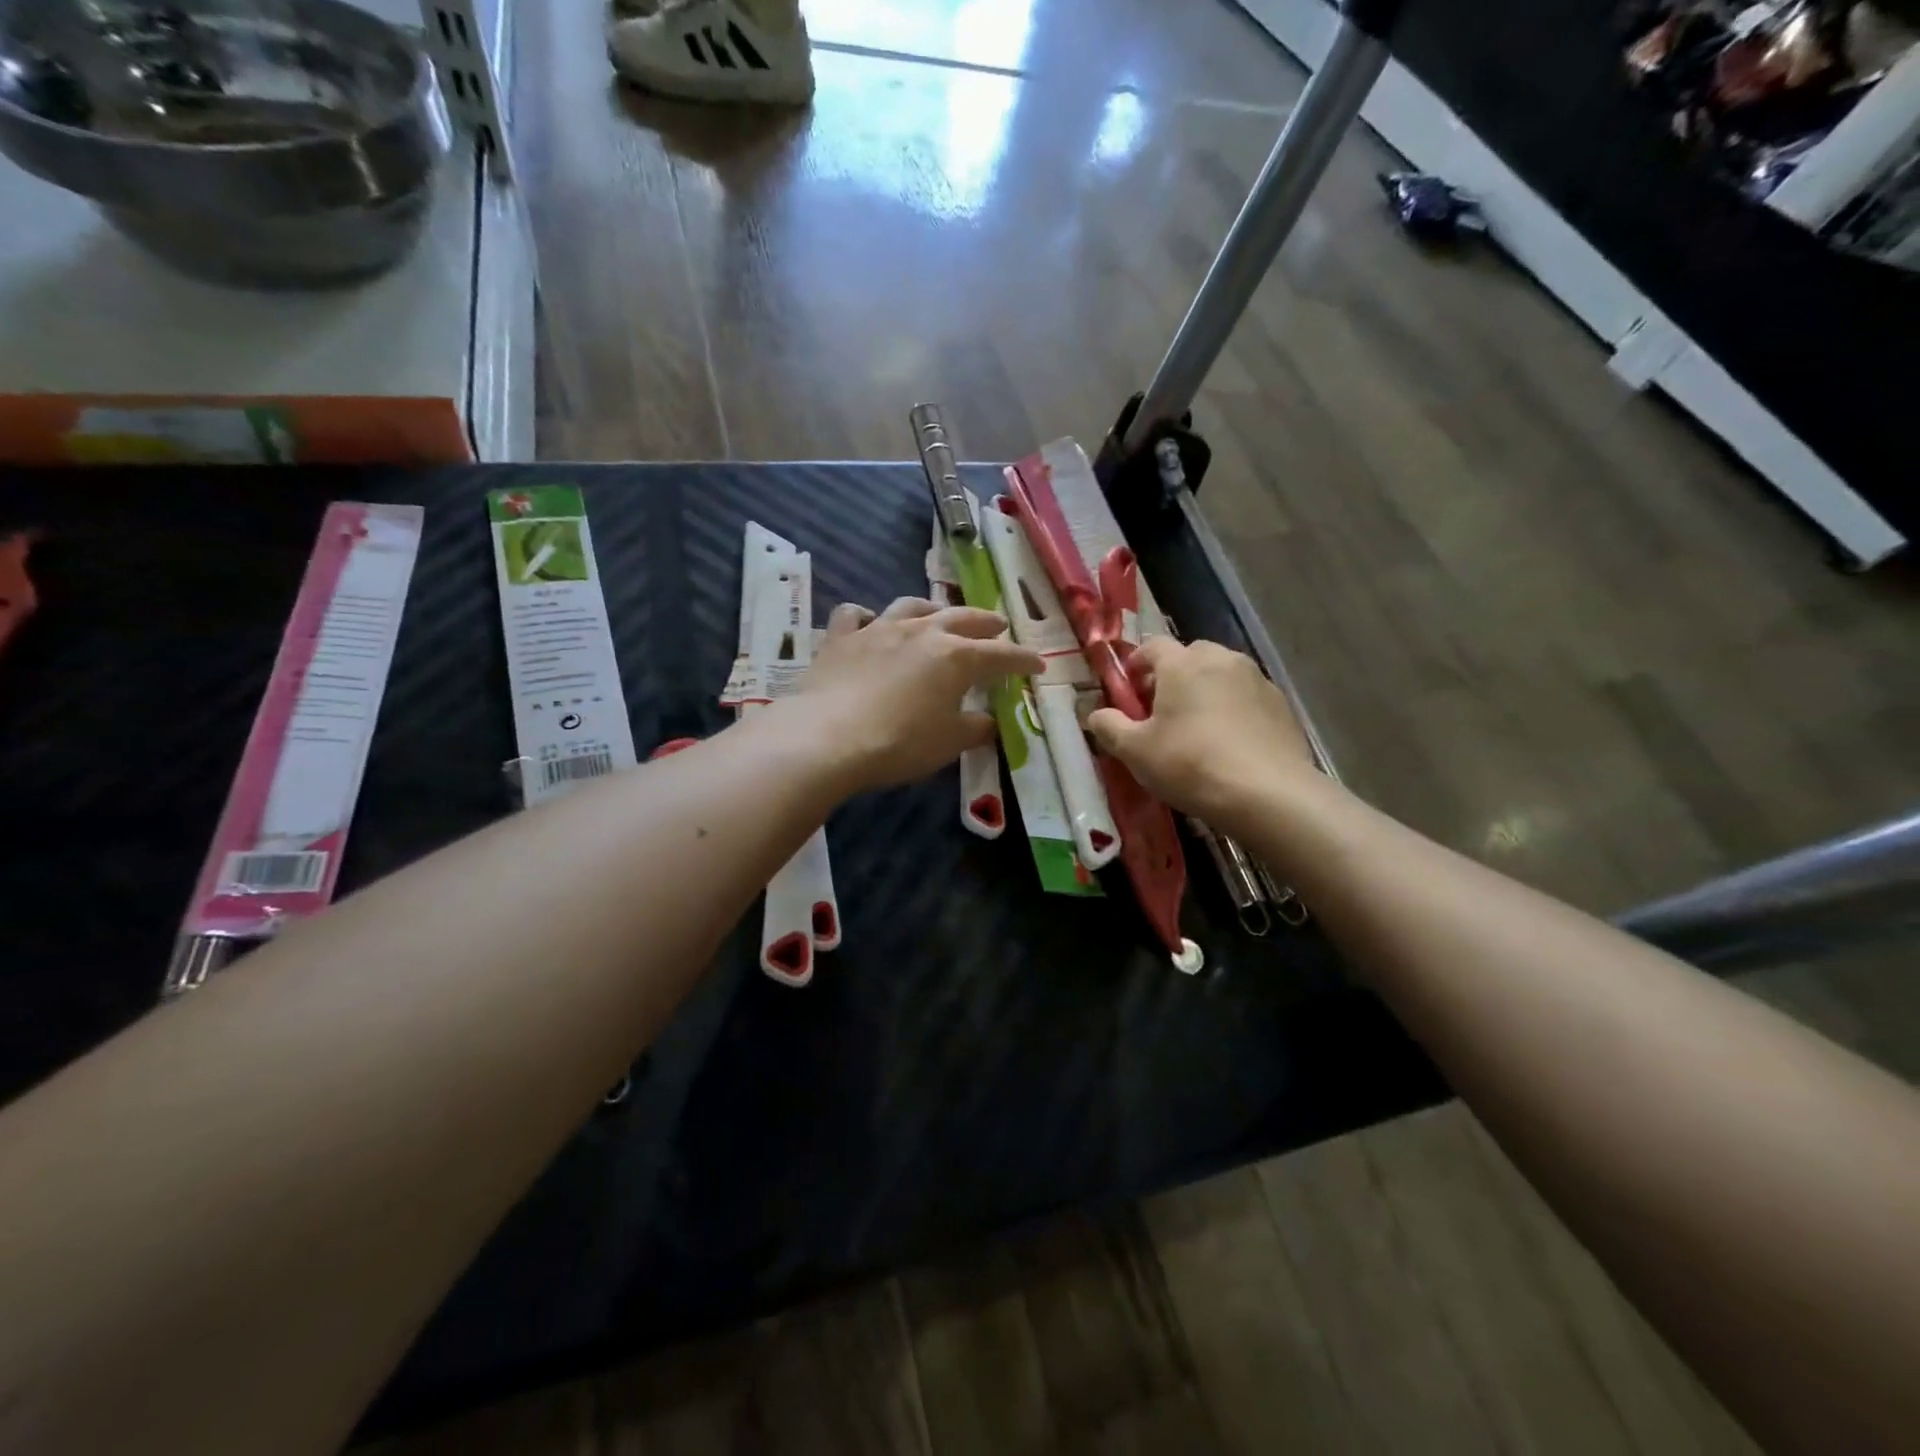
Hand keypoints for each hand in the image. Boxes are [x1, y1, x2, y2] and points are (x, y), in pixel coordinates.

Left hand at [792, 597, 1042, 792]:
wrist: (827, 737)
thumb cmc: (899, 743)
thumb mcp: (948, 743)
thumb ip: (974, 729)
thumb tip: (989, 722)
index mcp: (956, 657)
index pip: (1001, 655)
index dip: (1022, 660)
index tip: (1038, 666)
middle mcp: (921, 632)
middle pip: (962, 618)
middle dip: (985, 622)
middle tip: (999, 625)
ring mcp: (879, 629)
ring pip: (912, 605)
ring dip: (932, 608)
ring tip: (940, 615)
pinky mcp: (841, 638)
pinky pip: (855, 615)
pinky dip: (867, 617)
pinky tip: (870, 623)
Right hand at [1086, 638, 1318, 824]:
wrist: (1267, 794)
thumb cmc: (1190, 765)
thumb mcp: (1135, 752)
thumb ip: (1109, 727)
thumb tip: (1095, 714)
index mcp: (1182, 664)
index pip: (1153, 646)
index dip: (1137, 664)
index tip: (1130, 691)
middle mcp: (1222, 660)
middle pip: (1191, 655)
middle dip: (1174, 675)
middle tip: (1163, 710)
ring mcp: (1257, 680)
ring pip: (1222, 674)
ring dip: (1206, 690)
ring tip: (1198, 727)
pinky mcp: (1281, 705)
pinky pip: (1247, 696)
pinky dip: (1234, 708)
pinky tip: (1230, 742)